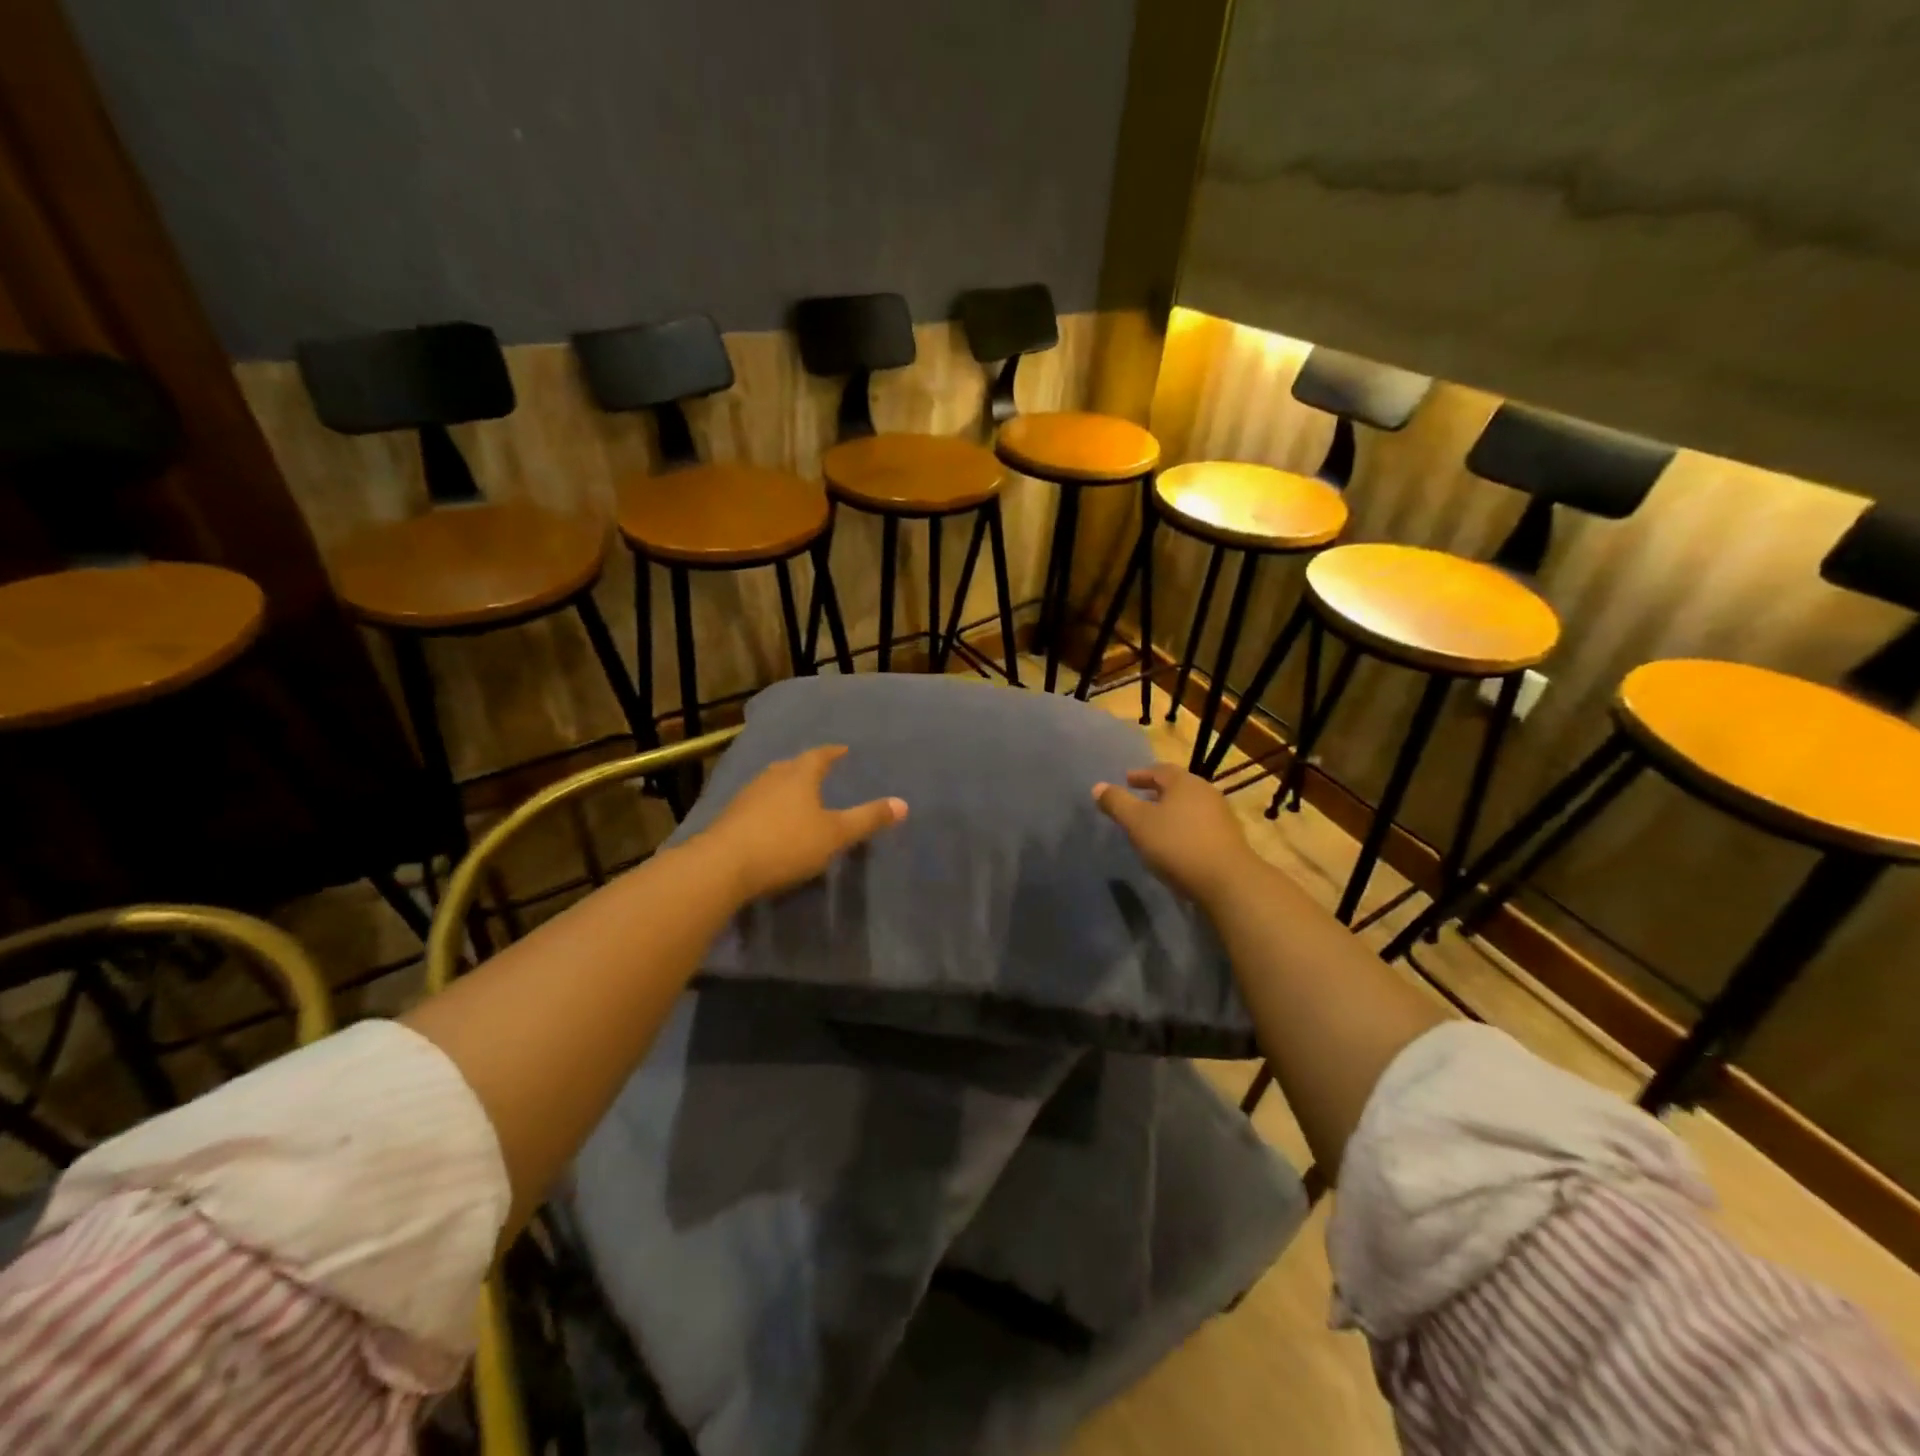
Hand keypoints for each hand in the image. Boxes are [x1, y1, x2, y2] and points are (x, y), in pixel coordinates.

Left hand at [698, 745, 906, 901]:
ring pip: (772, 784)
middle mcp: (772, 777)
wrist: (722, 866)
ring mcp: (747, 796)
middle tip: (821, 771)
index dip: (833, 753)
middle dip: (807, 768)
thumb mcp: (835, 834)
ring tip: (798, 795)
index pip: (820, 755)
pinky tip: (772, 821)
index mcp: (799, 774)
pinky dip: (770, 807)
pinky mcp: (730, 818)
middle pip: (793, 766)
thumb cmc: (786, 844)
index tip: (843, 750)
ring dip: (786, 787)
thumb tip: (904, 804)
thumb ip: (867, 819)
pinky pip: (757, 804)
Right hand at [1093, 764, 1259, 906]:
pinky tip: (1174, 844)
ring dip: (1170, 812)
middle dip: (1156, 792)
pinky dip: (1183, 828)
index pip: (1160, 770)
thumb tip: (1098, 787)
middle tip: (1138, 800)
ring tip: (1154, 824)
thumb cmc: (1177, 844)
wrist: (1227, 881)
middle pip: (1177, 787)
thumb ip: (1117, 803)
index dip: (1141, 774)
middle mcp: (1206, 793)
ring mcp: (1221, 816)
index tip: (1126, 781)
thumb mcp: (1138, 823)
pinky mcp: (1228, 840)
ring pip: (1189, 807)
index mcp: (1184, 782)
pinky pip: (1199, 826)